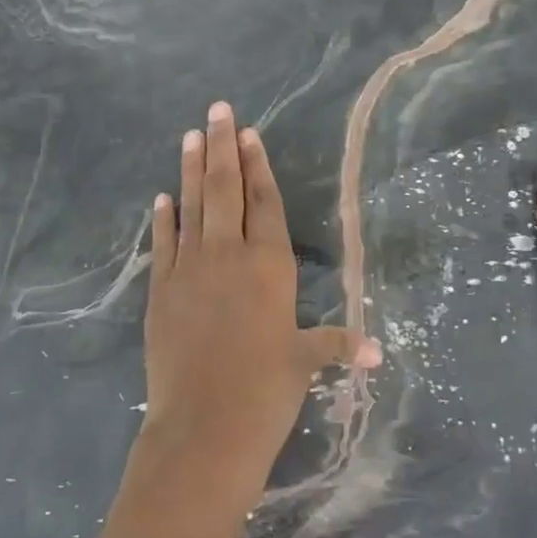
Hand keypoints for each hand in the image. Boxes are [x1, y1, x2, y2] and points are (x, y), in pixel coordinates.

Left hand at [141, 102, 378, 501]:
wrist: (204, 428)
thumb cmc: (265, 393)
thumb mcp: (304, 364)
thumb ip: (336, 345)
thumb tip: (375, 351)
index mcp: (270, 267)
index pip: (265, 203)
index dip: (258, 167)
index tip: (250, 135)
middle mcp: (229, 256)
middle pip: (225, 190)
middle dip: (222, 147)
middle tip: (217, 109)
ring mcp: (190, 270)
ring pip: (191, 206)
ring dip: (191, 169)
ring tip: (191, 135)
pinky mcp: (161, 291)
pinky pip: (162, 244)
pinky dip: (163, 219)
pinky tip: (162, 197)